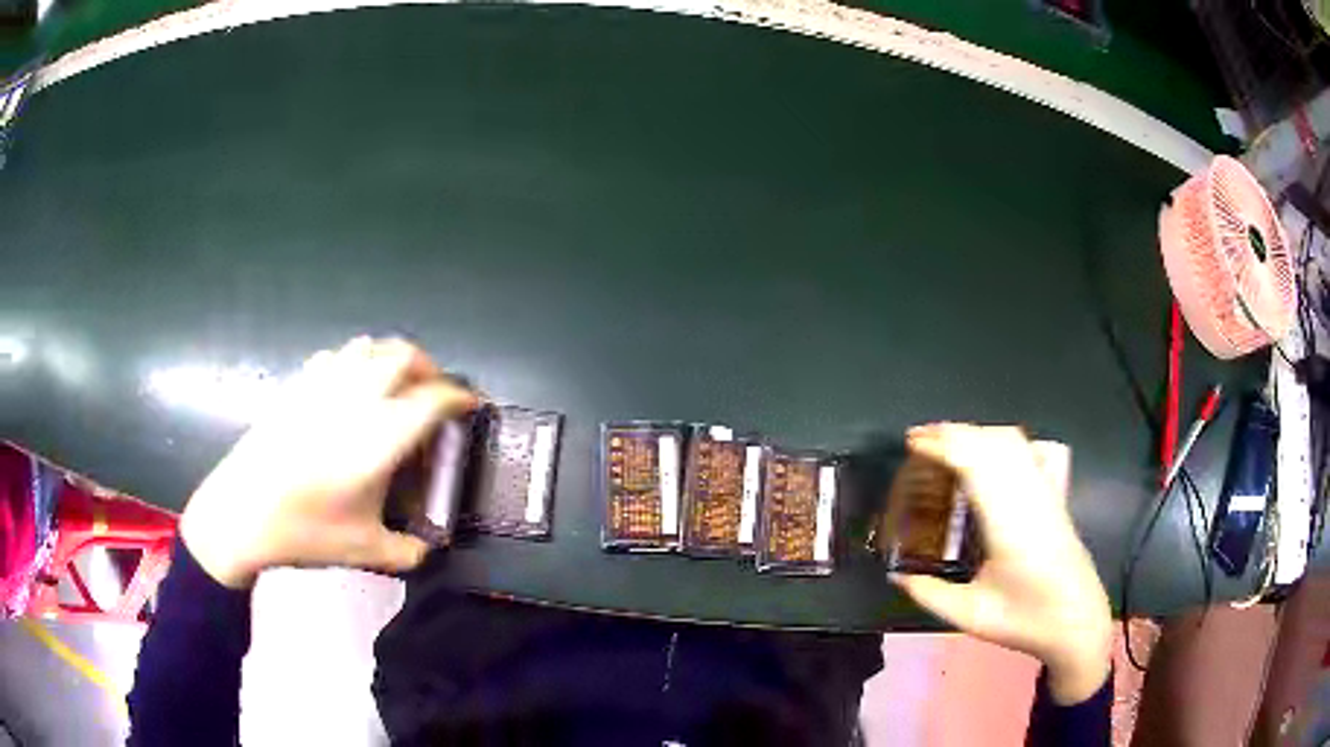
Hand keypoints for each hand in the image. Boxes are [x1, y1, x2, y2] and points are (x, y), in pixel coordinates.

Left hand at [179, 337, 478, 588]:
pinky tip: (351, 388)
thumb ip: (409, 551)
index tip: (472, 404)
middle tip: (436, 393)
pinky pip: (336, 356)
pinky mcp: (297, 386)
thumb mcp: (366, 551)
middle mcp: (356, 398)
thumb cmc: (306, 532)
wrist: (241, 514)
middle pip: (404, 356)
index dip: (461, 396)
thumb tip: (430, 548)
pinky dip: (355, 362)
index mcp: (380, 436)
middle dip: (430, 368)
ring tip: (397, 386)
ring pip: (368, 347)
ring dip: (392, 359)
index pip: (434, 398)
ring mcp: (322, 386)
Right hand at [889, 424, 1112, 704]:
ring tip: (947, 441)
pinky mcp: (1056, 495)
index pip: (977, 464)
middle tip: (919, 439)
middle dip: (955, 432)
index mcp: (1010, 525)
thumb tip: (897, 575)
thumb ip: (930, 595)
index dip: (944, 445)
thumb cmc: (1026, 621)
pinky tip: (992, 452)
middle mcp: (1031, 498)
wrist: (1078, 623)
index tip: (914, 443)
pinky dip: (1005, 441)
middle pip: (993, 442)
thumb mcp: (970, 617)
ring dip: (977, 433)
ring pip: (1014, 441)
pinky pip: (1031, 452)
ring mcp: (1047, 492)